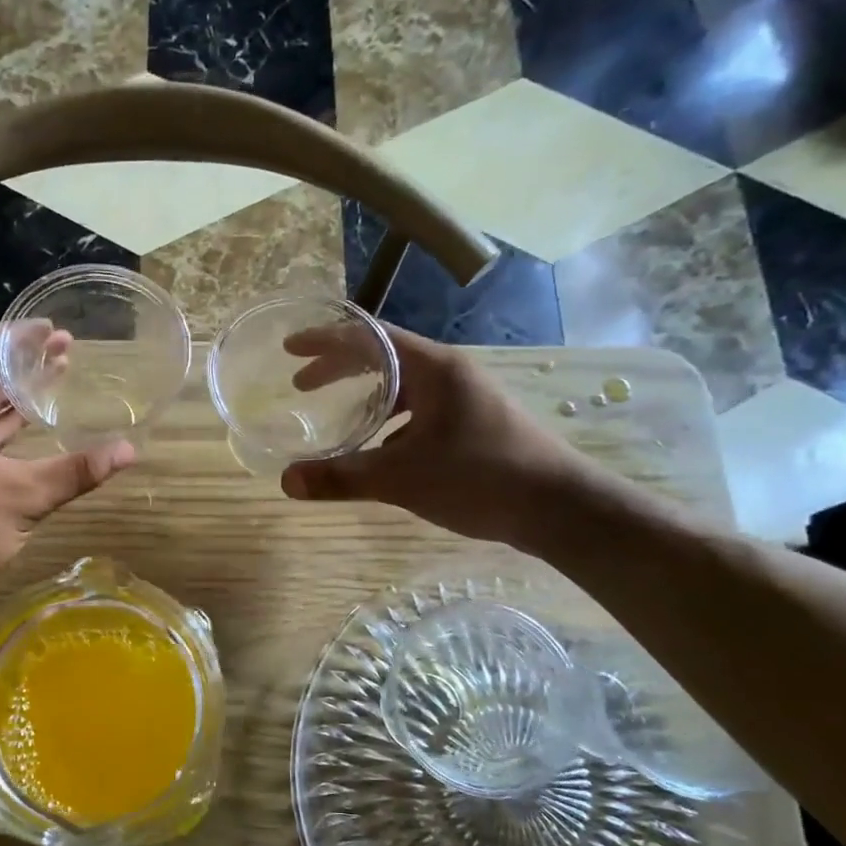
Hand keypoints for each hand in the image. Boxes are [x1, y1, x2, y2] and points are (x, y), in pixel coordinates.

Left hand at [0, 328, 135, 614]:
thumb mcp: (22, 496)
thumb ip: (76, 471)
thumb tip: (130, 450)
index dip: (15, 336)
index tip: (53, 330)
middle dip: (21, 362)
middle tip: (67, 350)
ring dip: (13, 394)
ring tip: (58, 377)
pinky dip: (2, 427)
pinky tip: (32, 423)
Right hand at [280, 323, 607, 549]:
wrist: (561, 508)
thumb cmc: (481, 477)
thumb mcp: (401, 478)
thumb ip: (342, 478)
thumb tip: (285, 481)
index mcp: (433, 368)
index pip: (369, 337)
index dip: (326, 339)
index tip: (289, 348)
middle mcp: (449, 374)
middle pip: (382, 358)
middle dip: (338, 368)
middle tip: (300, 384)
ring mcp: (464, 399)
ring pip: (401, 387)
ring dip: (363, 397)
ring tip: (333, 416)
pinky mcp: (472, 425)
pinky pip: (417, 412)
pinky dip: (387, 422)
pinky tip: (376, 450)